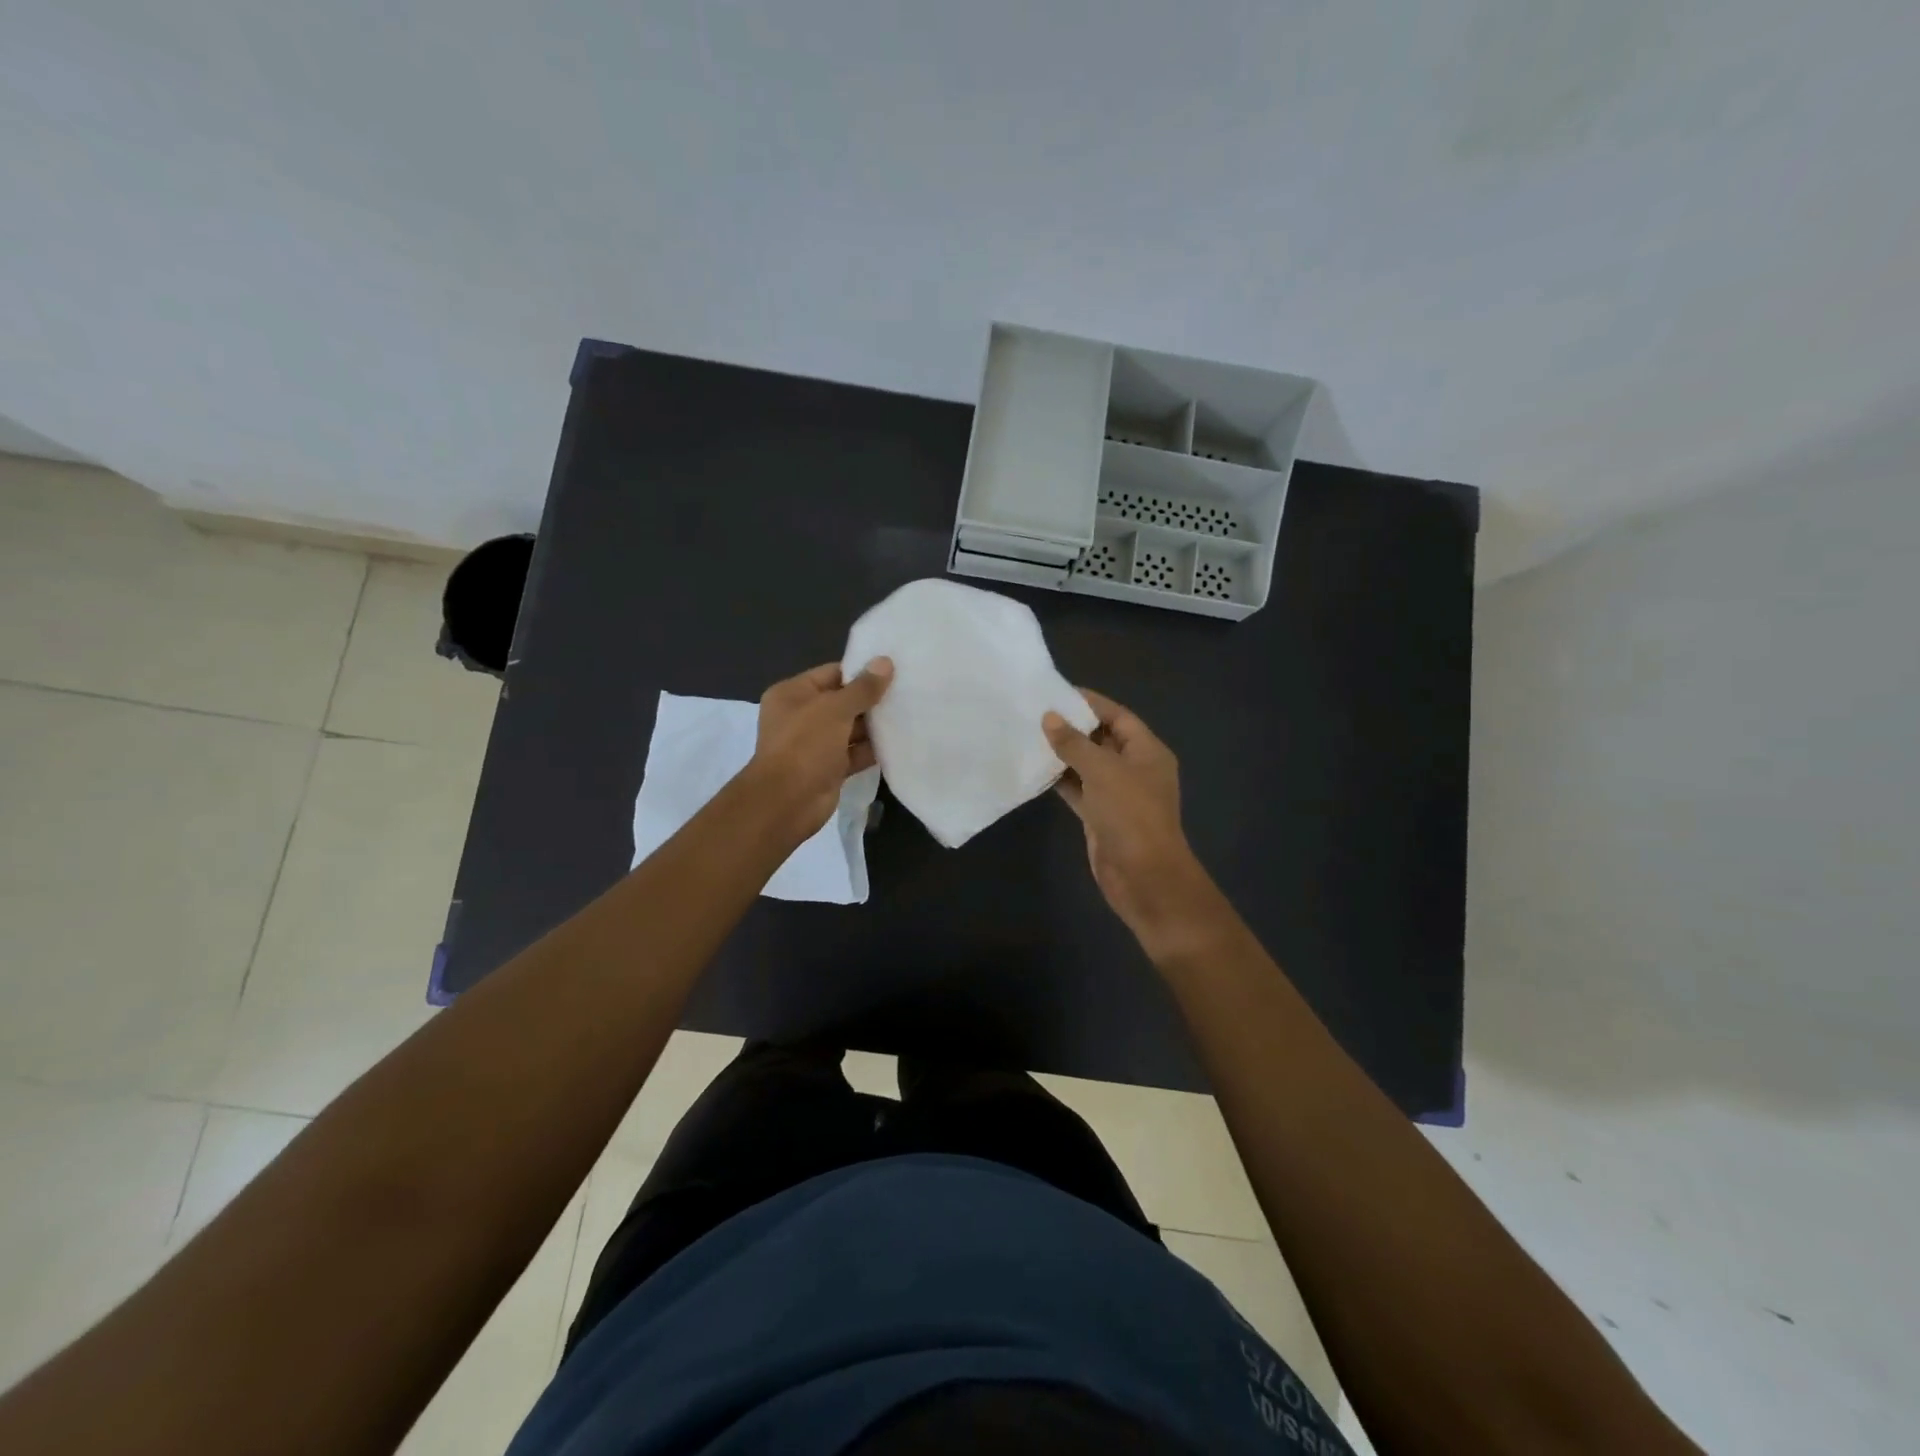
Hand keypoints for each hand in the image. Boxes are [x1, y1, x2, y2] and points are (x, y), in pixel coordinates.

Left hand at [750, 658, 892, 837]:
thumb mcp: (834, 709)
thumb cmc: (805, 745)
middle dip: (872, 699)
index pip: (832, 674)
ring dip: (875, 725)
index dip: (861, 671)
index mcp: (793, 694)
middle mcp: (802, 716)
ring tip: (911, 712)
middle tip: (909, 689)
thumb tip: (885, 662)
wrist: (787, 802)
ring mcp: (815, 744)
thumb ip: (863, 688)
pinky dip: (873, 749)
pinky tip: (901, 741)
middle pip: (843, 701)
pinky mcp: (829, 768)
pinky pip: (855, 753)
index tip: (893, 668)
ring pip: (851, 729)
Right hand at [1043, 691, 1220, 955]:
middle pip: (1102, 739)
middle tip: (1035, 712)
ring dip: (1063, 754)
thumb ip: (1074, 743)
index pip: (1118, 716)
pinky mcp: (1100, 816)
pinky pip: (1078, 790)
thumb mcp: (1102, 771)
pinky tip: (1035, 769)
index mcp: (1147, 751)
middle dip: (1072, 727)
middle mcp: (1134, 769)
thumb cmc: (1130, 815)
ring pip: (1087, 766)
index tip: (1057, 692)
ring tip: (1029, 735)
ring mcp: (1117, 795)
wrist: (1144, 877)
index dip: (1090, 703)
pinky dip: (1060, 780)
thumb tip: (1049, 717)